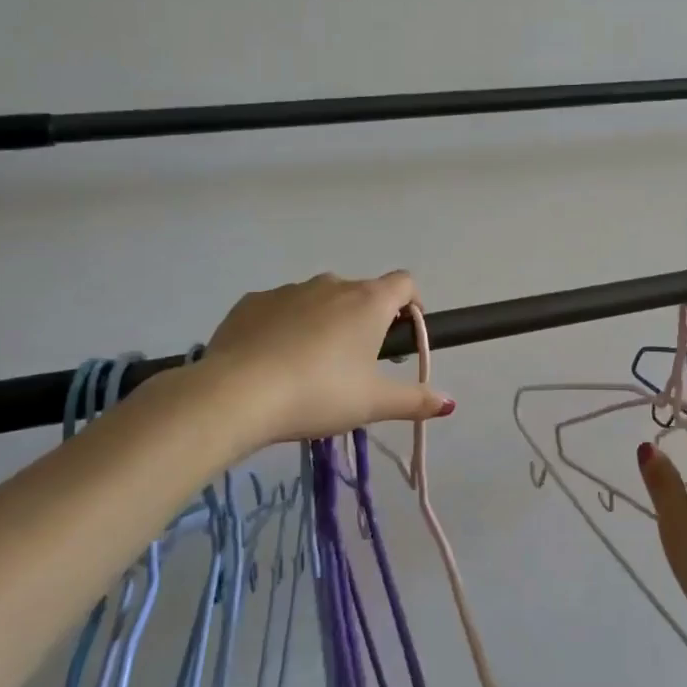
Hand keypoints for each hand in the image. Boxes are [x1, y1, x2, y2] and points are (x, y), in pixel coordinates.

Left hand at [198, 272, 453, 446]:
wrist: (237, 394)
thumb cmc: (320, 394)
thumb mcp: (373, 403)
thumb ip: (414, 400)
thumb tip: (448, 403)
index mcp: (368, 301)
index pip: (404, 282)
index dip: (410, 304)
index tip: (402, 336)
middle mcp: (331, 285)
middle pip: (360, 293)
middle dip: (364, 321)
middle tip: (356, 365)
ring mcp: (288, 290)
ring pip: (318, 300)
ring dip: (323, 322)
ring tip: (309, 368)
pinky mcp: (251, 302)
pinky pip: (279, 309)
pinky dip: (284, 327)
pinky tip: (272, 361)